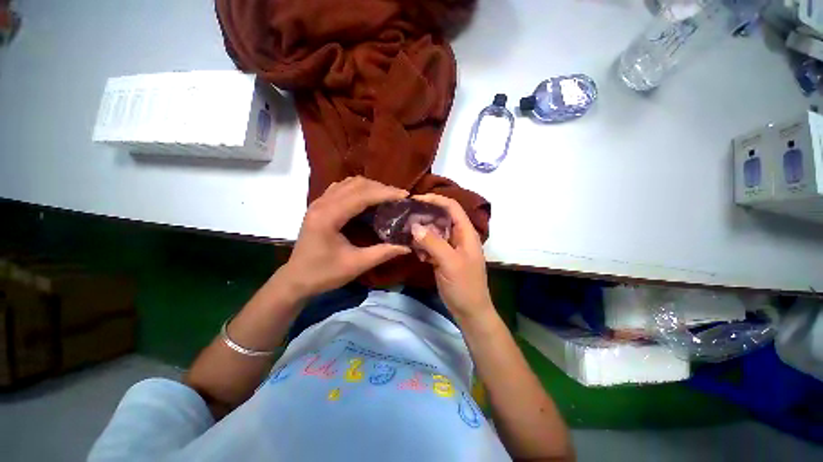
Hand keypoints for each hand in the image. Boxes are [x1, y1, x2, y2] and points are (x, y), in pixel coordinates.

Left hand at [278, 177, 410, 299]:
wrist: (296, 279)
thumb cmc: (324, 274)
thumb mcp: (356, 265)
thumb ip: (383, 253)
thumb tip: (407, 247)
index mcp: (329, 217)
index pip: (362, 196)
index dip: (385, 193)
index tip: (405, 195)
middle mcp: (322, 203)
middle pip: (356, 184)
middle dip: (381, 188)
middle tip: (399, 197)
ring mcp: (319, 202)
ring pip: (349, 183)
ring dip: (370, 186)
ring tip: (387, 196)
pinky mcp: (319, 205)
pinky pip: (342, 187)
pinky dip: (359, 189)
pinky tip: (368, 198)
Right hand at [410, 194, 493, 319]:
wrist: (469, 311)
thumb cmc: (464, 285)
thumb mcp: (449, 262)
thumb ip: (433, 243)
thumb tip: (415, 226)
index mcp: (466, 233)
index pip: (452, 207)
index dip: (435, 200)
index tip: (416, 200)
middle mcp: (459, 236)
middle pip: (441, 218)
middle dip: (425, 216)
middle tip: (406, 217)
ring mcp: (451, 247)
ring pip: (434, 232)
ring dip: (422, 233)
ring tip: (407, 234)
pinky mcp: (444, 257)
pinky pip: (432, 245)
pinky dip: (423, 246)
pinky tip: (417, 253)